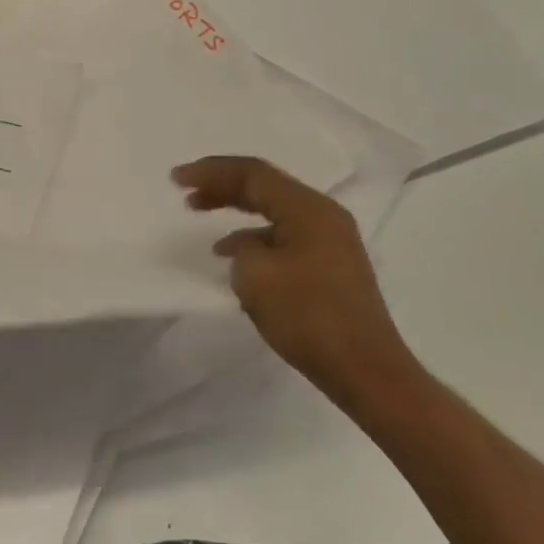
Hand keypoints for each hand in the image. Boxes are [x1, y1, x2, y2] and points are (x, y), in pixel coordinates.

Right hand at [173, 156, 416, 408]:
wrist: (367, 372)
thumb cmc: (309, 317)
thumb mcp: (256, 276)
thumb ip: (241, 249)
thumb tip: (243, 248)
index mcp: (308, 208)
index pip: (252, 173)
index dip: (210, 172)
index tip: (176, 179)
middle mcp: (323, 215)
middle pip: (264, 186)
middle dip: (221, 185)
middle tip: (186, 191)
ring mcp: (330, 240)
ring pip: (273, 210)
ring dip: (235, 209)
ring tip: (200, 215)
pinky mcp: (329, 266)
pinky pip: (283, 235)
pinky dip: (253, 236)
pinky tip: (233, 256)